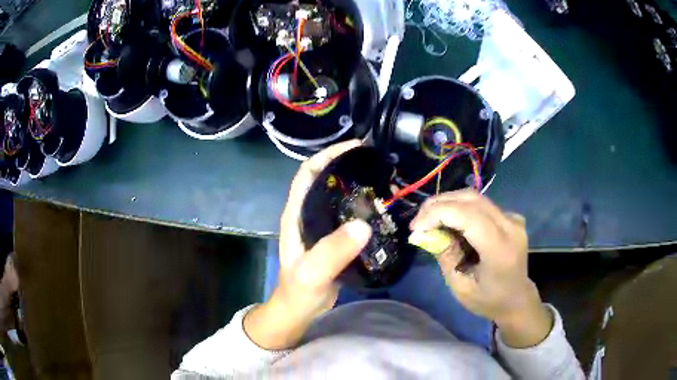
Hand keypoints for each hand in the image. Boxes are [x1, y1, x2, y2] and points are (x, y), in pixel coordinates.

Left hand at [244, 140, 371, 349]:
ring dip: (358, 185)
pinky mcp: (333, 238)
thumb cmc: (299, 291)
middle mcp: (307, 214)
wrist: (299, 310)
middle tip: (377, 162)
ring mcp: (321, 226)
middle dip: (348, 166)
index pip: (308, 173)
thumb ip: (332, 252)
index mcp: (296, 213)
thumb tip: (362, 225)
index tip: (355, 147)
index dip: (328, 155)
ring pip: (339, 196)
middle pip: (326, 179)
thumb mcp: (312, 273)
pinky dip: (364, 207)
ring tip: (384, 180)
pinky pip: (349, 215)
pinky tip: (381, 208)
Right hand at [411, 190, 552, 347]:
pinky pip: (481, 204)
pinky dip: (460, 208)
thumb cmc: (488, 300)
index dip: (437, 214)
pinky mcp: (510, 216)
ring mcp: (512, 218)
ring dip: (447, 204)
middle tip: (418, 222)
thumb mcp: (460, 287)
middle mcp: (510, 226)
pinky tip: (449, 221)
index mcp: (500, 249)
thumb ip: (444, 255)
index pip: (467, 215)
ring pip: (474, 197)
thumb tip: (422, 233)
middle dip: (438, 205)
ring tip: (429, 219)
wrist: (517, 299)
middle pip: (470, 199)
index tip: (415, 228)